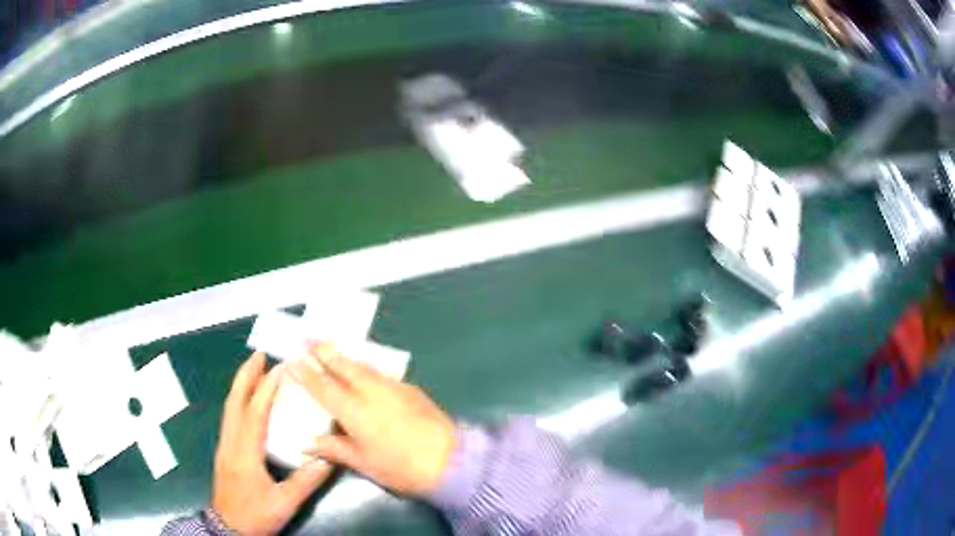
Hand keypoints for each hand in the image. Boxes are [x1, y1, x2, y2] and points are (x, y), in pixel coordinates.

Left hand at [212, 352, 332, 534]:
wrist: (227, 528)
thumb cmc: (255, 516)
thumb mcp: (284, 504)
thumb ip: (305, 481)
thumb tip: (327, 459)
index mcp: (245, 454)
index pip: (255, 414)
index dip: (266, 389)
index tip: (280, 369)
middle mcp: (230, 443)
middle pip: (234, 402)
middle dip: (245, 375)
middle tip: (259, 354)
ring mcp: (224, 446)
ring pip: (229, 408)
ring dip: (241, 385)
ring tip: (254, 369)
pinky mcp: (224, 451)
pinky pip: (230, 417)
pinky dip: (238, 399)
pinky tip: (247, 400)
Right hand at [288, 342, 456, 495]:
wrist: (450, 460)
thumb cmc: (401, 467)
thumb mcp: (364, 463)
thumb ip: (335, 449)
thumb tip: (308, 444)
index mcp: (354, 410)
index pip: (323, 387)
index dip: (306, 373)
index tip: (292, 360)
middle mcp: (371, 391)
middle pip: (343, 366)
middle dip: (324, 350)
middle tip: (309, 337)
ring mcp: (393, 387)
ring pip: (363, 366)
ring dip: (345, 357)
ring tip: (333, 350)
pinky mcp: (411, 389)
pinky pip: (381, 373)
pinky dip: (367, 368)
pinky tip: (365, 372)